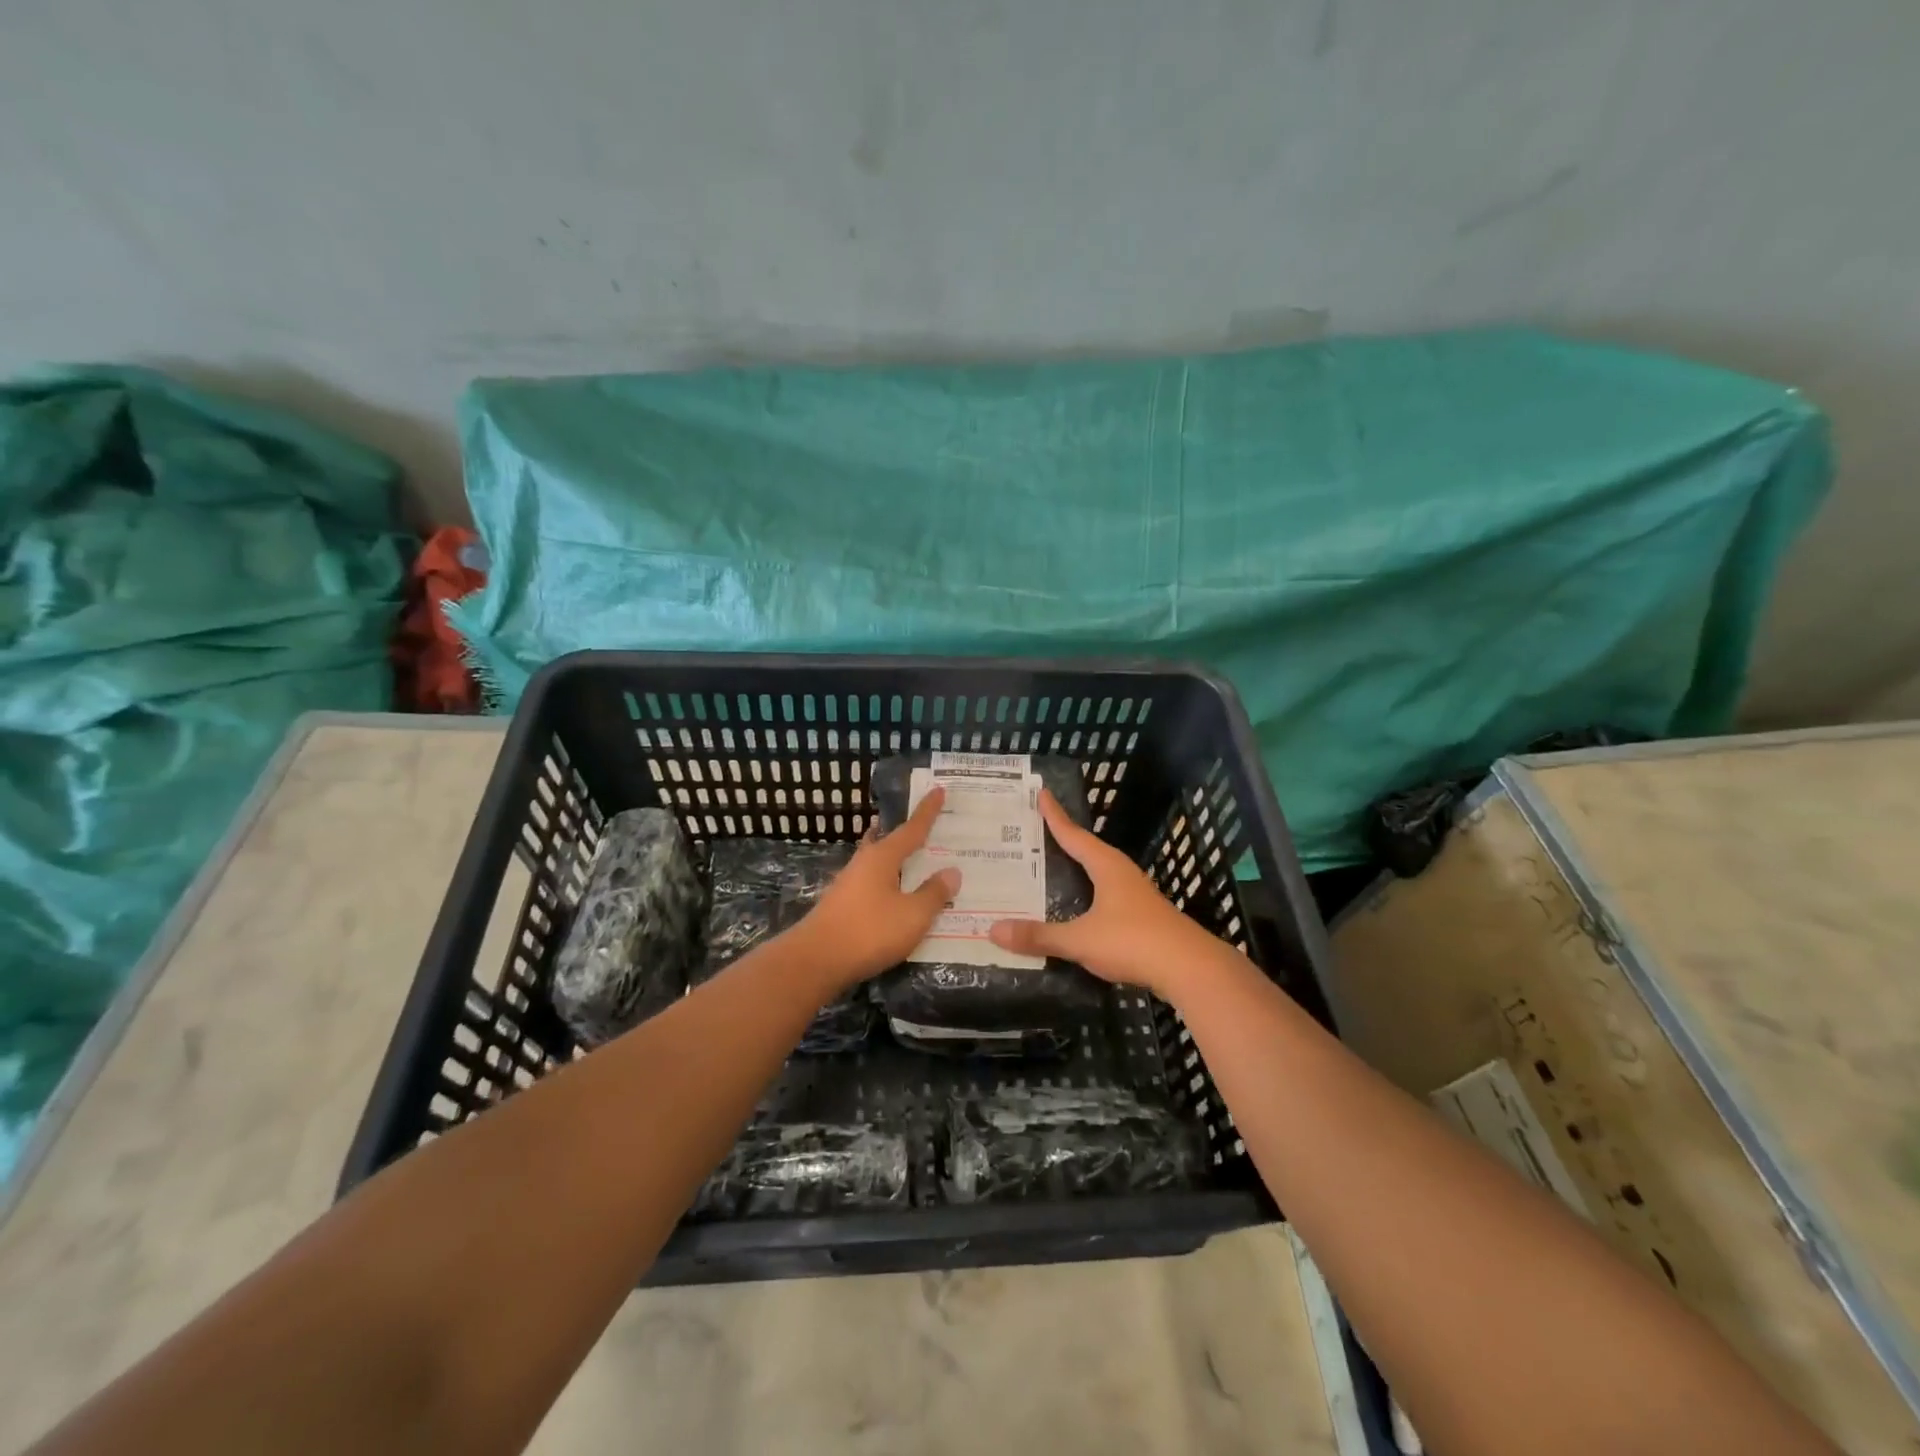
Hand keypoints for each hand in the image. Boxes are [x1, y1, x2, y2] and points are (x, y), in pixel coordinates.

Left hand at [790, 787, 961, 991]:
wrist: (816, 960)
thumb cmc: (869, 931)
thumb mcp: (913, 915)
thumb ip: (934, 894)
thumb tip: (951, 872)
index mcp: (883, 857)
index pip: (912, 828)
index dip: (927, 812)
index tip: (938, 790)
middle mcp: (864, 863)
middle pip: (888, 841)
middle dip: (905, 834)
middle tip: (924, 827)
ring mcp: (849, 884)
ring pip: (877, 863)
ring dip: (895, 860)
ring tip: (914, 861)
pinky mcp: (842, 905)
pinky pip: (872, 884)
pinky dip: (888, 883)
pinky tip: (895, 896)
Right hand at [988, 789, 1223, 999]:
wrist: (1190, 969)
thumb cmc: (1133, 941)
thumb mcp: (1080, 940)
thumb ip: (1039, 936)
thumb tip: (993, 929)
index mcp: (1107, 866)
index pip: (1074, 835)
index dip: (1055, 816)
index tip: (1041, 794)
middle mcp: (1122, 873)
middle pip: (1087, 850)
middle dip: (1064, 840)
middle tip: (1036, 830)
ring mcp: (1136, 895)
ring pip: (1099, 873)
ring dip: (1077, 868)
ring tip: (1052, 866)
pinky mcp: (1143, 917)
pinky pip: (1106, 895)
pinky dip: (1087, 893)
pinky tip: (1078, 907)